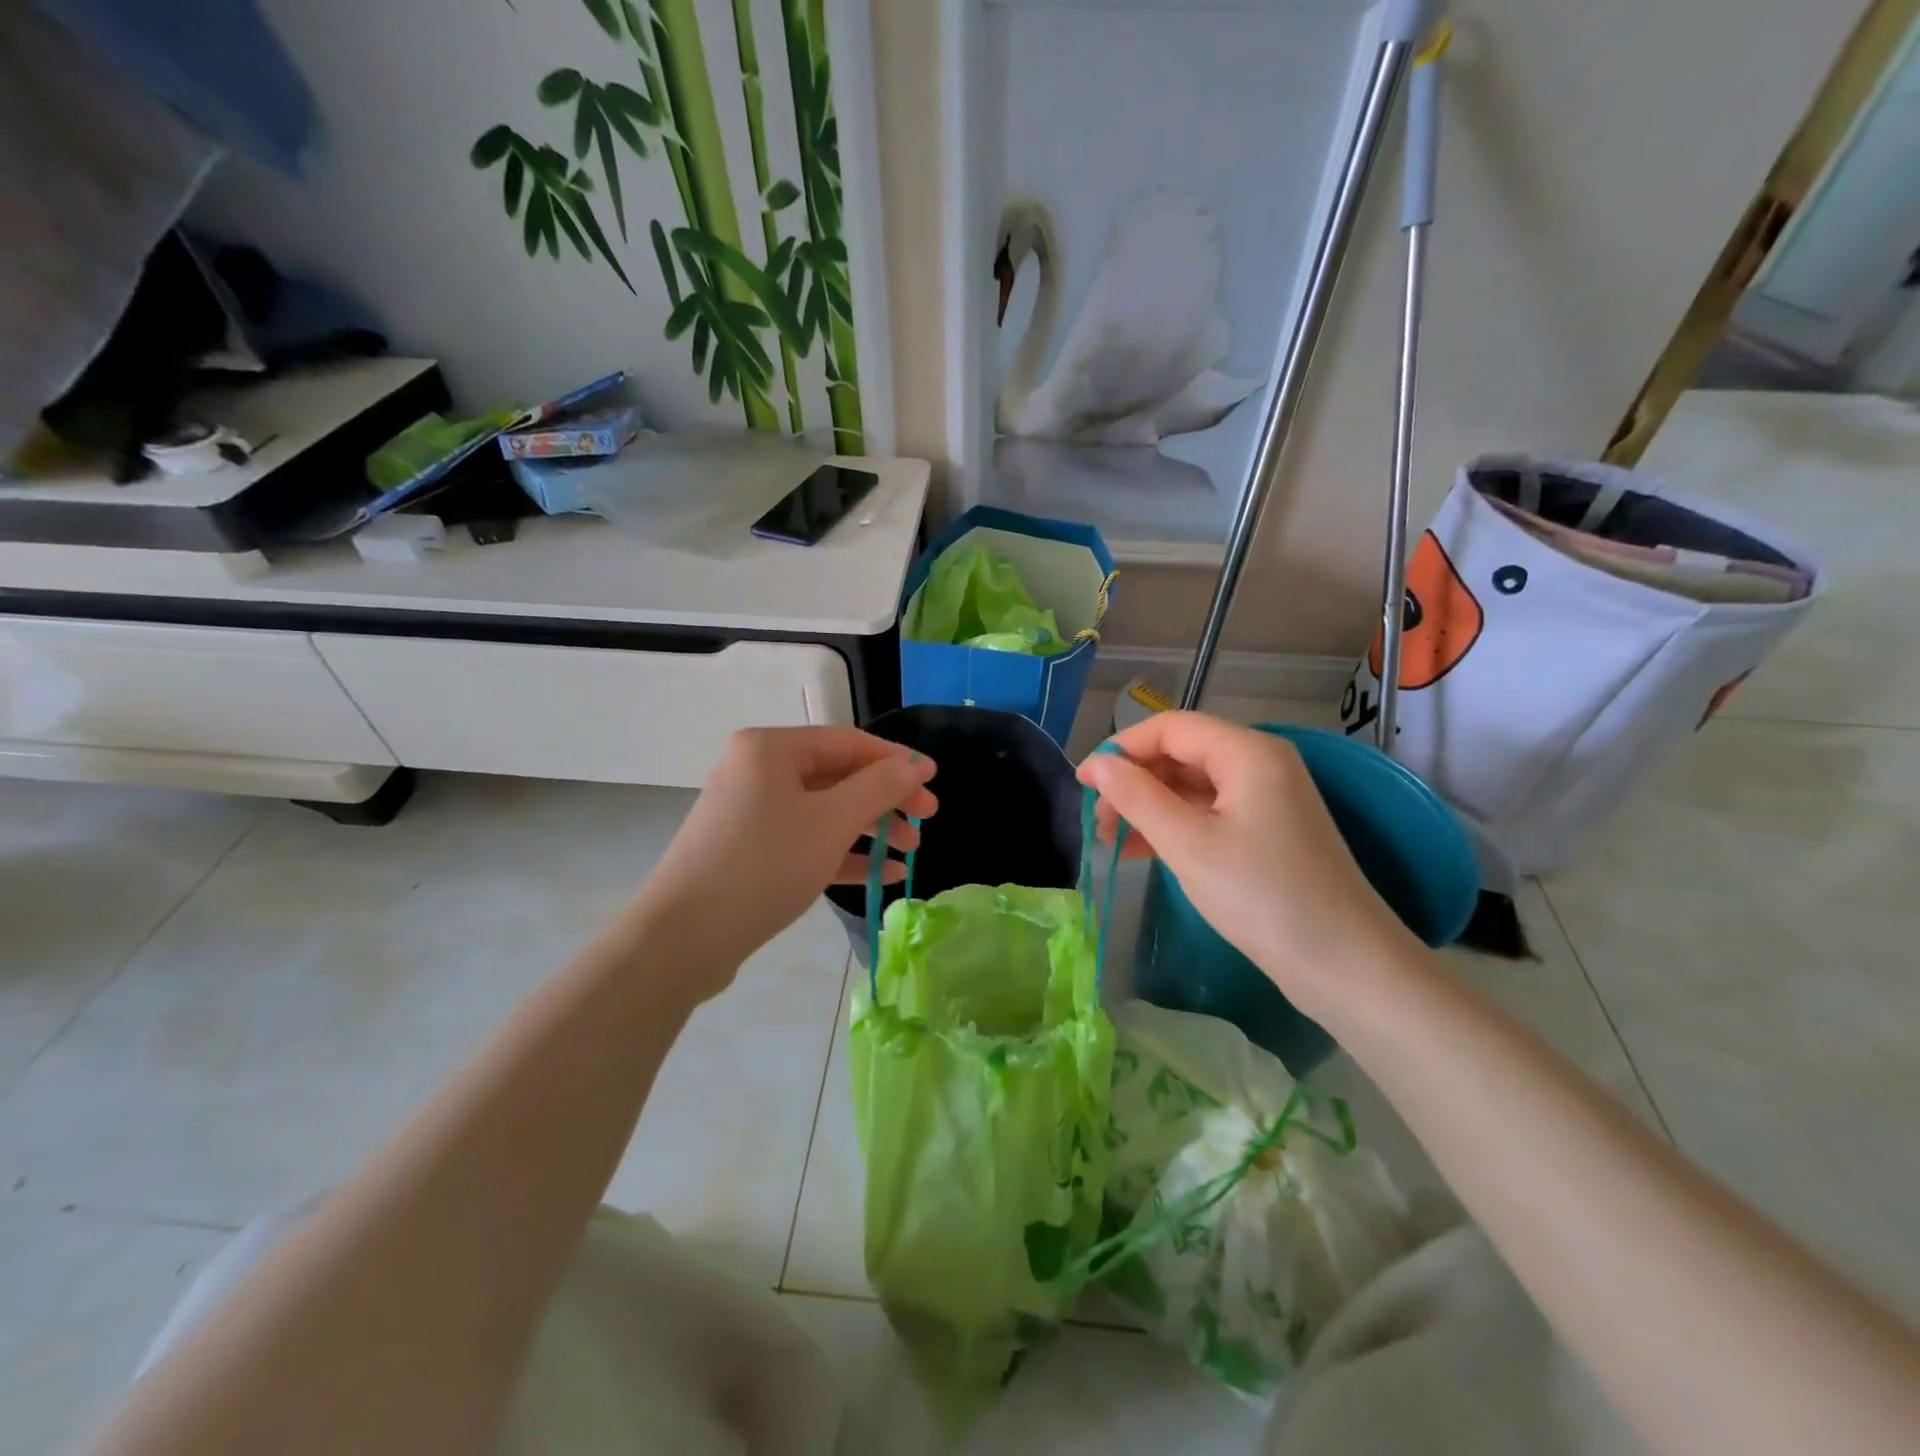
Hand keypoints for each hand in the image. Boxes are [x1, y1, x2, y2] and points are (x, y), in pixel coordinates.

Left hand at [631, 727, 937, 997]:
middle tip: (926, 820)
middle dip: (885, 798)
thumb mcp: (831, 822)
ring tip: (910, 850)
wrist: (683, 938)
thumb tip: (916, 764)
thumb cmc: (764, 864)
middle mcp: (758, 771)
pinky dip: (843, 854)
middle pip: (838, 775)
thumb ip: (880, 788)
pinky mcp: (750, 851)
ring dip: (870, 828)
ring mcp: (752, 813)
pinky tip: (882, 874)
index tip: (934, 782)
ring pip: (824, 811)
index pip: (848, 742)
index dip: (895, 760)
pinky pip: (806, 841)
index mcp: (771, 748)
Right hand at [1077, 712, 1413, 1019]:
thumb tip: (1097, 765)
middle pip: (1181, 753)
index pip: (1169, 727)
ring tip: (1111, 841)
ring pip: (1192, 785)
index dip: (1120, 748)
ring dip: (1149, 805)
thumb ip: (1137, 797)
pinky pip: (1209, 811)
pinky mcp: (1268, 830)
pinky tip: (1142, 850)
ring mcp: (1267, 797)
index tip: (1082, 783)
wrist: (1343, 964)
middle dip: (1133, 781)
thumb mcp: (1187, 844)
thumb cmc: (1261, 896)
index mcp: (1247, 751)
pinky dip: (1174, 825)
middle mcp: (1260, 762)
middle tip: (1097, 822)